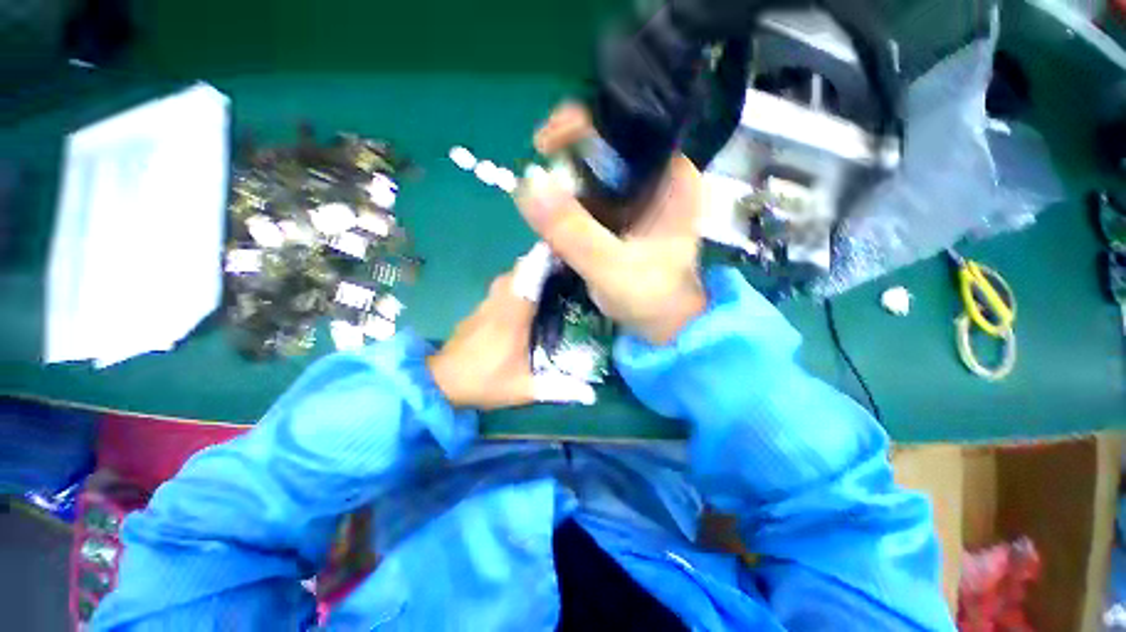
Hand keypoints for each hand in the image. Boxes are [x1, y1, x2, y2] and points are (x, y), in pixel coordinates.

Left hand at [427, 246, 595, 409]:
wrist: (441, 383)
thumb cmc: (485, 382)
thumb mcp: (524, 390)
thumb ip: (558, 389)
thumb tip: (591, 395)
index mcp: (513, 317)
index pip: (529, 279)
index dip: (544, 260)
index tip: (562, 249)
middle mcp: (499, 304)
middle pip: (518, 270)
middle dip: (539, 261)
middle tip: (562, 264)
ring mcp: (485, 305)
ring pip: (507, 277)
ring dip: (526, 270)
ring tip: (547, 275)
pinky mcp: (477, 310)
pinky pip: (499, 288)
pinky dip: (514, 282)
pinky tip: (524, 294)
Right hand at [519, 106, 705, 344]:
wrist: (665, 329)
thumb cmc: (654, 299)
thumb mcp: (612, 267)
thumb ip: (573, 231)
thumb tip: (527, 183)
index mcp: (670, 176)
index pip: (626, 127)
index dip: (583, 125)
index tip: (544, 143)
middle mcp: (655, 180)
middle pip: (603, 151)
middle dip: (565, 165)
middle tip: (537, 187)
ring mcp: (635, 201)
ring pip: (590, 179)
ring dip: (562, 192)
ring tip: (544, 214)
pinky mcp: (620, 221)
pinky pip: (587, 203)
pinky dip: (567, 211)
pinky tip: (555, 227)